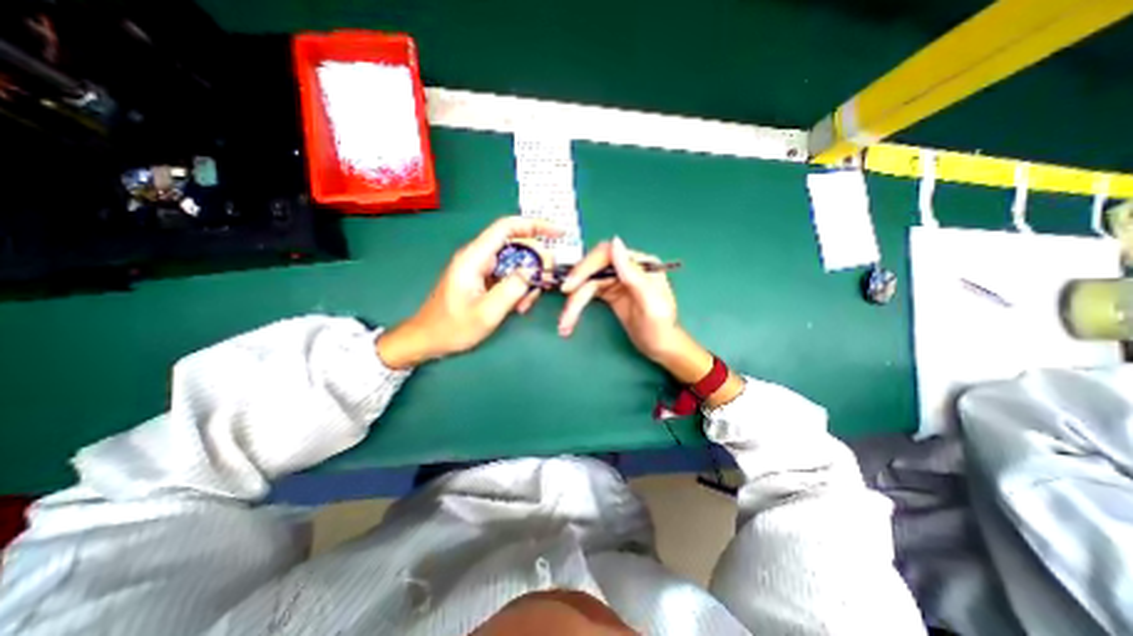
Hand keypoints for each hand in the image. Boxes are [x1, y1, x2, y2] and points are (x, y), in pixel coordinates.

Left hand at [376, 216, 561, 370]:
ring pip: (515, 262)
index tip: (558, 232)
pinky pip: (508, 275)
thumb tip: (532, 272)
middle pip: (516, 245)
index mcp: (474, 258)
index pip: (507, 228)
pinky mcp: (483, 278)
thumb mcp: (486, 313)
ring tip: (526, 303)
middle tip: (544, 284)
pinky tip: (519, 305)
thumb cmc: (453, 328)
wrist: (428, 339)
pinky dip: (519, 287)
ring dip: (528, 280)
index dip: (535, 225)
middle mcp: (478, 257)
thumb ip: (511, 290)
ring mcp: (481, 267)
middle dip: (536, 262)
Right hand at [559, 232, 709, 378]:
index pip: (606, 255)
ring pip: (586, 284)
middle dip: (576, 290)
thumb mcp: (650, 302)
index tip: (570, 286)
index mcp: (640, 264)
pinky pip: (587, 294)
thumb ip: (634, 274)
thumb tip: (615, 241)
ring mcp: (616, 280)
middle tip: (565, 312)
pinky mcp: (609, 293)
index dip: (585, 268)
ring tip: (564, 324)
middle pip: (592, 270)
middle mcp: (626, 267)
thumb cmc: (660, 327)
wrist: (661, 347)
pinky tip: (569, 319)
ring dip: (573, 303)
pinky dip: (577, 306)